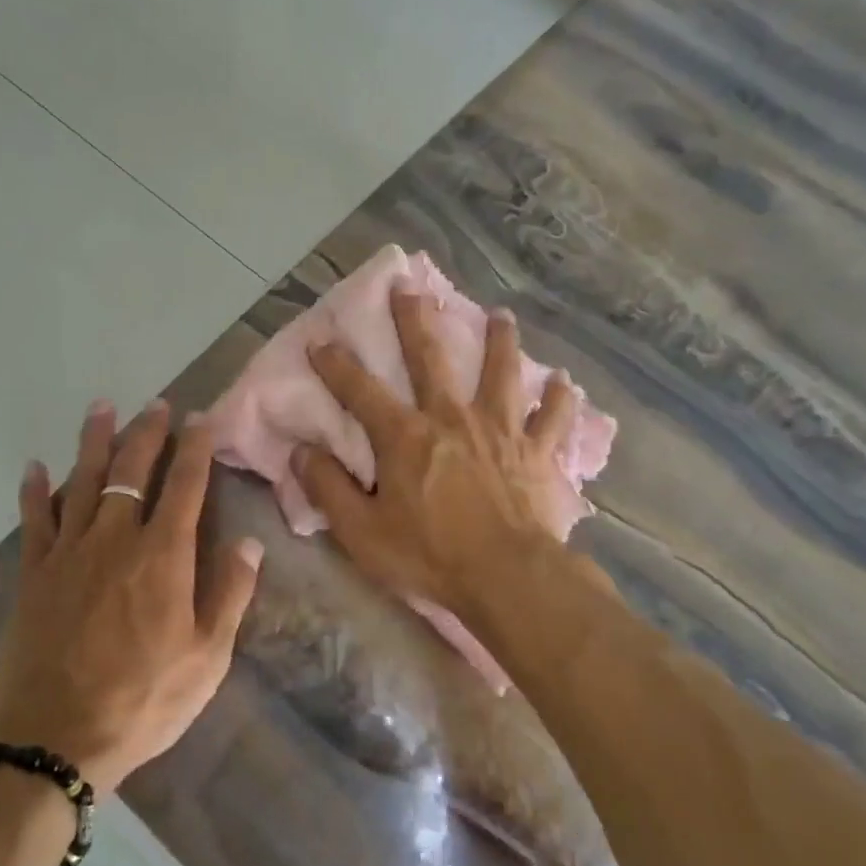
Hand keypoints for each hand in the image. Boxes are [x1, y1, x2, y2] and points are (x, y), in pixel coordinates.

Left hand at [0, 399, 261, 793]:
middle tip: (156, 405)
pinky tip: (36, 467)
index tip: (200, 419)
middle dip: (147, 433)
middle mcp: (116, 540)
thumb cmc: (143, 700)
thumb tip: (249, 542)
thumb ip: (230, 594)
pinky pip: (34, 520)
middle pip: (132, 471)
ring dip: (94, 441)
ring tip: (102, 407)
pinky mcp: (34, 575)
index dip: (195, 448)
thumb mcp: (207, 658)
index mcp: (163, 557)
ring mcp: (69, 553)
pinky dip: (34, 491)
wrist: (55, 740)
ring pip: (83, 482)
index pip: (185, 485)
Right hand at [294, 290, 578, 617]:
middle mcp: (452, 418)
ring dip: (500, 341)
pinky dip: (559, 400)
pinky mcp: (536, 452)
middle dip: (415, 320)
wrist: (508, 578)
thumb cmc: (430, 556)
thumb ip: (329, 488)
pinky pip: (552, 419)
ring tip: (501, 316)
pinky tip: (565, 383)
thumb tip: (301, 452)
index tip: (320, 339)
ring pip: (501, 373)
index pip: (360, 391)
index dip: (336, 364)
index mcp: (405, 436)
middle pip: (431, 357)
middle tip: (409, 286)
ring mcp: (500, 430)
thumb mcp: (362, 532)